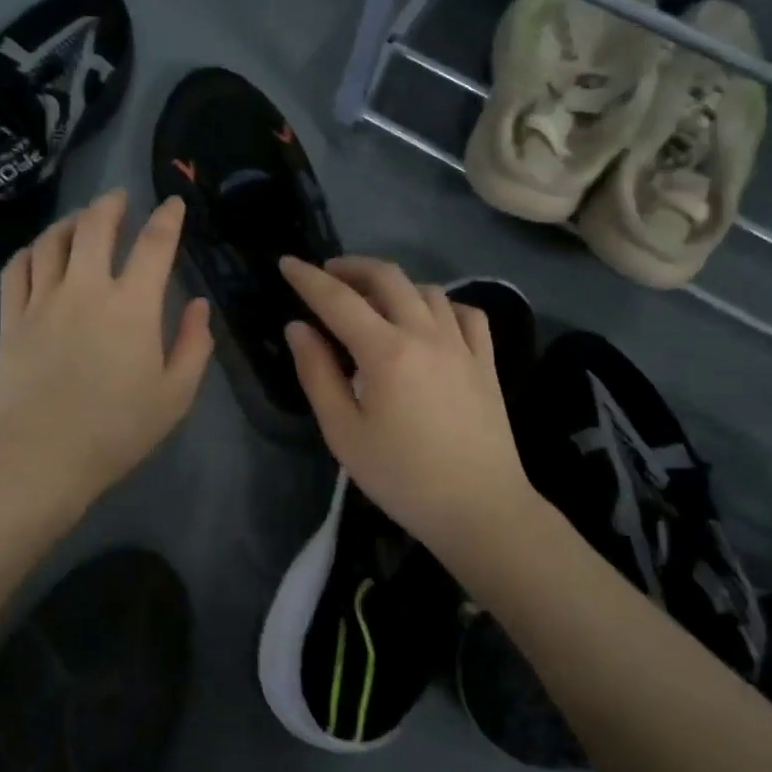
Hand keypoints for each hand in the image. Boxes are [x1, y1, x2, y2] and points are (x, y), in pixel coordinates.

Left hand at [0, 190, 212, 512]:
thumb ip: (194, 345)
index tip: (172, 203)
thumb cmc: (117, 429)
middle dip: (111, 204)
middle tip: (119, 198)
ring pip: (53, 240)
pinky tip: (39, 251)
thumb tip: (198, 304)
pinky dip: (31, 250)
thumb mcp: (175, 395)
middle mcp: (86, 288)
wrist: (41, 455)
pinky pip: (17, 267)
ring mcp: (43, 299)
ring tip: (81, 220)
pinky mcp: (11, 317)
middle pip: (96, 225)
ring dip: (71, 221)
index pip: (155, 244)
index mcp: (133, 305)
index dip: (167, 218)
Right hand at [280, 256, 534, 558]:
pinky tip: (428, 321)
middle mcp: (426, 334)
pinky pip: (464, 312)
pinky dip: (439, 305)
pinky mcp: (485, 360)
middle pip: (387, 278)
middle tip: (327, 275)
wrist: (479, 508)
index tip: (286, 262)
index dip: (307, 278)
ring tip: (372, 301)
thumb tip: (298, 328)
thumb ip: (317, 374)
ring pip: (426, 290)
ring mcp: (462, 344)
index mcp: (385, 351)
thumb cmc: (401, 477)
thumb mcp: (344, 432)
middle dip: (351, 268)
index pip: (338, 299)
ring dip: (393, 285)